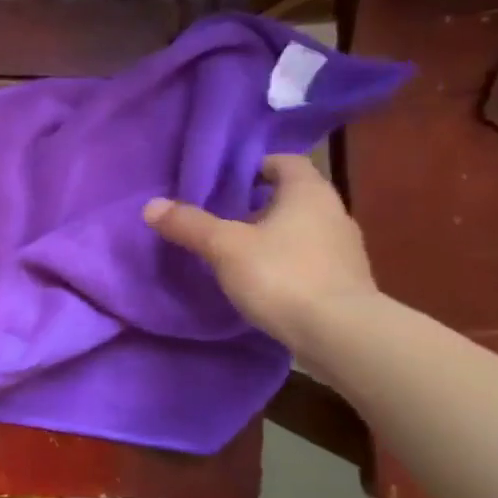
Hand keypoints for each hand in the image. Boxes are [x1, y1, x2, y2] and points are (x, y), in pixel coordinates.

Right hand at [143, 154, 378, 353]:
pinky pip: (310, 259)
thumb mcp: (225, 247)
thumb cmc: (282, 275)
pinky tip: (264, 282)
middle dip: (258, 204)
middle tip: (223, 218)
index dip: (254, 167)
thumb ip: (190, 224)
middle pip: (292, 196)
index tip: (225, 183)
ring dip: (273, 235)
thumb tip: (151, 205)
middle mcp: (333, 212)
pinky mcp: (346, 282)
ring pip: (302, 229)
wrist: (341, 335)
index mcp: (309, 192)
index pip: (285, 161)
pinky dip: (287, 263)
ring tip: (238, 252)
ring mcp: (345, 249)